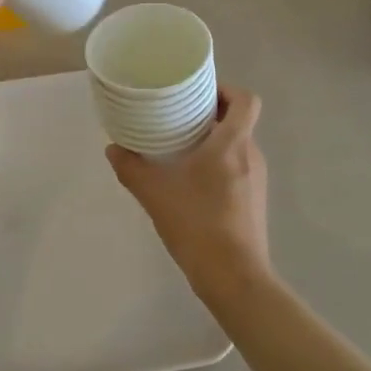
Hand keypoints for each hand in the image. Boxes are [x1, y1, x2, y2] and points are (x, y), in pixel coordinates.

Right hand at [107, 86, 271, 297]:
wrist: (236, 281)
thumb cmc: (198, 225)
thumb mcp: (155, 194)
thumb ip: (131, 168)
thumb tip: (113, 149)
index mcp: (233, 143)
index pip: (245, 100)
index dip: (225, 89)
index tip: (198, 92)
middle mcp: (251, 155)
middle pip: (239, 120)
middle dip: (212, 114)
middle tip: (180, 116)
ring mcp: (257, 181)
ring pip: (239, 145)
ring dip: (215, 140)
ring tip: (183, 147)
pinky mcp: (255, 202)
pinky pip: (239, 168)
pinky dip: (220, 164)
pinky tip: (194, 181)